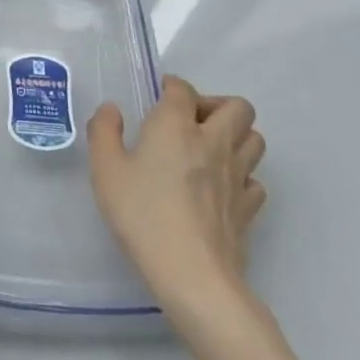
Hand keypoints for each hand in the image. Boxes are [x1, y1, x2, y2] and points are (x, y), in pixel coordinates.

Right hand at [88, 75, 266, 318]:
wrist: (192, 274)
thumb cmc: (142, 214)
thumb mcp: (105, 169)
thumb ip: (104, 132)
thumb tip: (112, 110)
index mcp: (176, 126)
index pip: (183, 89)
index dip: (171, 86)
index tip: (157, 96)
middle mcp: (213, 142)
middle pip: (237, 106)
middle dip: (215, 105)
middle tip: (188, 122)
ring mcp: (237, 175)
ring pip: (255, 139)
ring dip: (235, 136)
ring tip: (207, 150)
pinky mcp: (249, 208)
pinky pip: (254, 178)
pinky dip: (241, 175)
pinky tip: (219, 188)